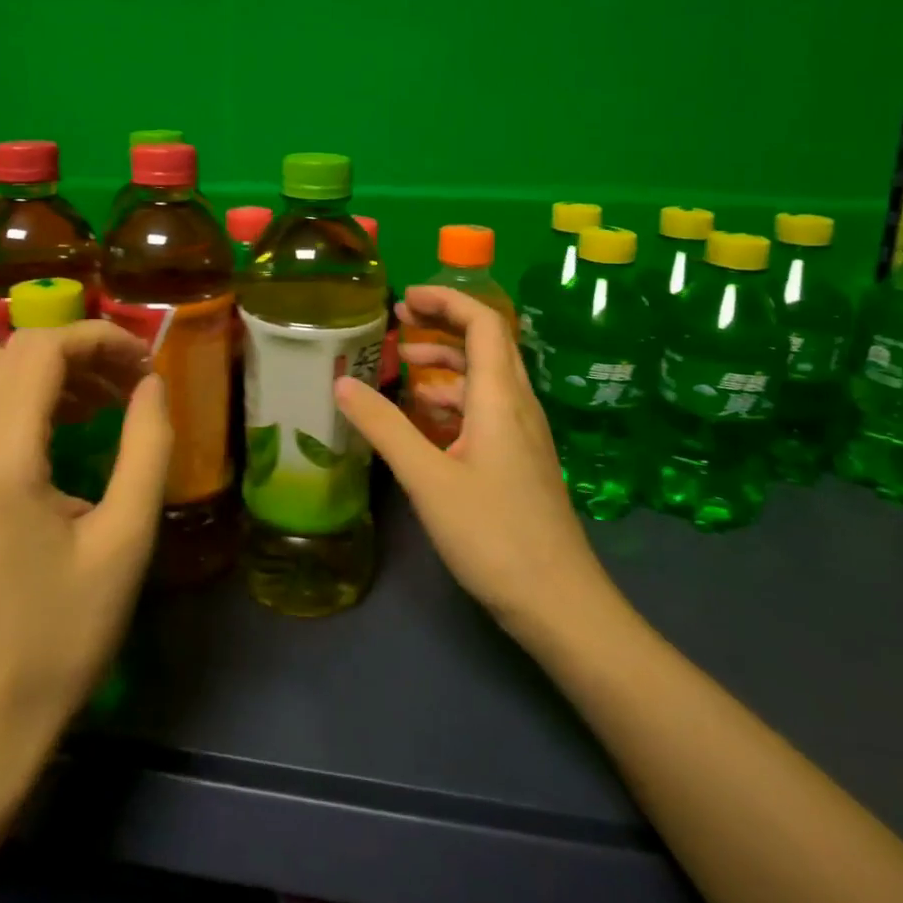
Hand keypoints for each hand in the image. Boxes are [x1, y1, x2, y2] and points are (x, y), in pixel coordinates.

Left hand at [0, 322, 171, 750]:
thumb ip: (147, 447)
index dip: (101, 339)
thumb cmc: (68, 629)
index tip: (148, 364)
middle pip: (18, 352)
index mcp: (3, 459)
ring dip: (61, 369)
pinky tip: (76, 422)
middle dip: (83, 349)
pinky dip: (37, 396)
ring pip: (1, 375)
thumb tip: (153, 384)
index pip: (43, 351)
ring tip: (114, 397)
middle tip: (136, 380)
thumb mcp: (127, 537)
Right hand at [335, 285, 616, 644]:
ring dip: (446, 362)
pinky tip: (425, 418)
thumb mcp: (429, 479)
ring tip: (403, 365)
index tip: (403, 298)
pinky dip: (454, 399)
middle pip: (487, 344)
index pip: (483, 323)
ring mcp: (523, 435)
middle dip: (442, 324)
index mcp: (502, 398)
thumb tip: (342, 382)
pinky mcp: (520, 461)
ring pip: (486, 379)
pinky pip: (486, 410)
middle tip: (397, 322)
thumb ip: (384, 427)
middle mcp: (518, 406)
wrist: (560, 604)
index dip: (446, 301)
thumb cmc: (494, 536)